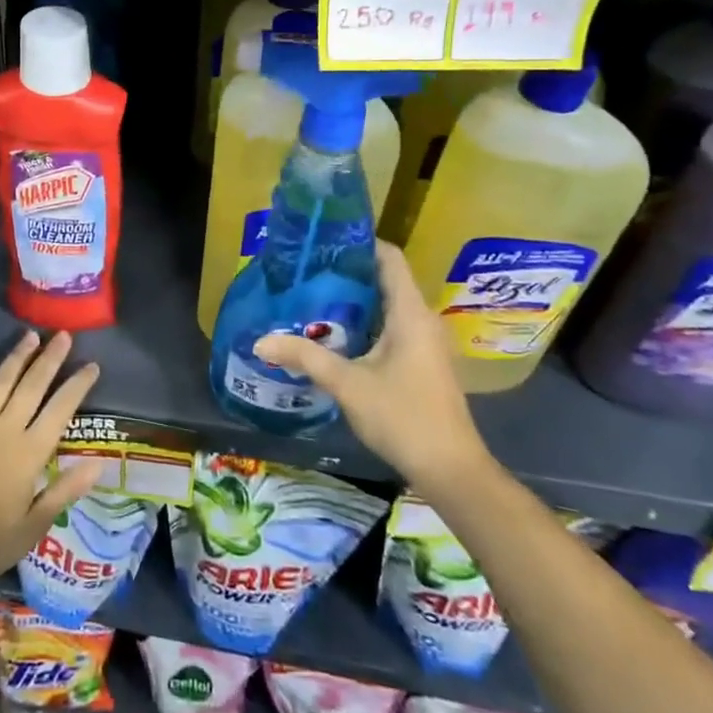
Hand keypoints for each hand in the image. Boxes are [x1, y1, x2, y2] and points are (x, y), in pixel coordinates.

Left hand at [0, 331, 104, 588]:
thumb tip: (98, 464)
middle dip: (50, 359)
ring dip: (17, 357)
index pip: (60, 410)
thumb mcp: (33, 527)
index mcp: (29, 453)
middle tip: (64, 335)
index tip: (91, 365)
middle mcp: (4, 429)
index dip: (77, 385)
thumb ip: (65, 491)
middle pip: (32, 386)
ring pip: (0, 382)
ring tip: (31, 336)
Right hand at [252, 241, 489, 484]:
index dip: (359, 243)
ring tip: (312, 298)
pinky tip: (334, 335)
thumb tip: (260, 340)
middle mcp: (422, 319)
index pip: (389, 257)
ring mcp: (425, 342)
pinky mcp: (422, 361)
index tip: (323, 241)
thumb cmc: (403, 416)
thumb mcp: (347, 384)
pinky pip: (391, 327)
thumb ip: (304, 357)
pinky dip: (364, 323)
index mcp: (410, 313)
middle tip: (306, 271)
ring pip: (387, 306)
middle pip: (385, 279)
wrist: (451, 470)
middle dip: (346, 273)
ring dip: (353, 301)